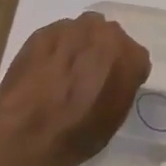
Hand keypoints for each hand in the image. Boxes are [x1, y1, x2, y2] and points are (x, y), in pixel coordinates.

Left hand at [0, 12, 150, 165]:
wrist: (30, 136)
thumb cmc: (81, 134)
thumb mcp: (116, 116)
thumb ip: (121, 86)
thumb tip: (111, 80)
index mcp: (131, 56)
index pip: (135, 57)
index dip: (123, 73)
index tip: (112, 87)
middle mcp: (105, 33)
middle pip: (108, 37)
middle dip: (101, 52)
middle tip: (88, 76)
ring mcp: (71, 29)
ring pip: (80, 32)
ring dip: (76, 47)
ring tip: (62, 74)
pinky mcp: (41, 33)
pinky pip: (55, 37)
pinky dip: (53, 50)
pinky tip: (43, 72)